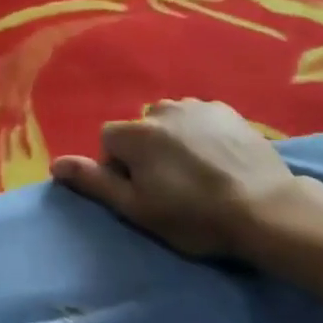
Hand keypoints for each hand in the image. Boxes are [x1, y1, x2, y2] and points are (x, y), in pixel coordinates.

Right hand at [52, 99, 322, 261]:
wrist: (267, 210)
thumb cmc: (196, 216)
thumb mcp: (138, 209)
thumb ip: (95, 182)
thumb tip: (55, 164)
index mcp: (135, 133)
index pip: (109, 142)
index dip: (122, 168)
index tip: (145, 194)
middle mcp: (160, 109)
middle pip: (140, 129)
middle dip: (148, 151)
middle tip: (173, 186)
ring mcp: (196, 106)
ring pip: (171, 121)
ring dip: (175, 139)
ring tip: (199, 172)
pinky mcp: (227, 110)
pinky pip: (200, 118)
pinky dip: (202, 133)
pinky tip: (220, 159)